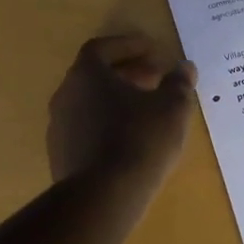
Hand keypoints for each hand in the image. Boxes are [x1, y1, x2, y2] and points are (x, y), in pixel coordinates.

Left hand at [47, 35, 195, 193]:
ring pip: (90, 104)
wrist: (103, 197)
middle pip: (95, 76)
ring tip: (146, 112)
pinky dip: (107, 126)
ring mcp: (59, 128)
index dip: (129, 46)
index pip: (103, 47)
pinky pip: (86, 130)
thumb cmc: (140, 140)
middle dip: (127, 74)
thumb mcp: (172, 108)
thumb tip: (184, 67)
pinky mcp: (61, 156)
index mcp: (87, 74)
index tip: (154, 52)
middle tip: (156, 80)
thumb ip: (179, 83)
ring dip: (116, 101)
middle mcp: (66, 95)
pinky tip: (130, 142)